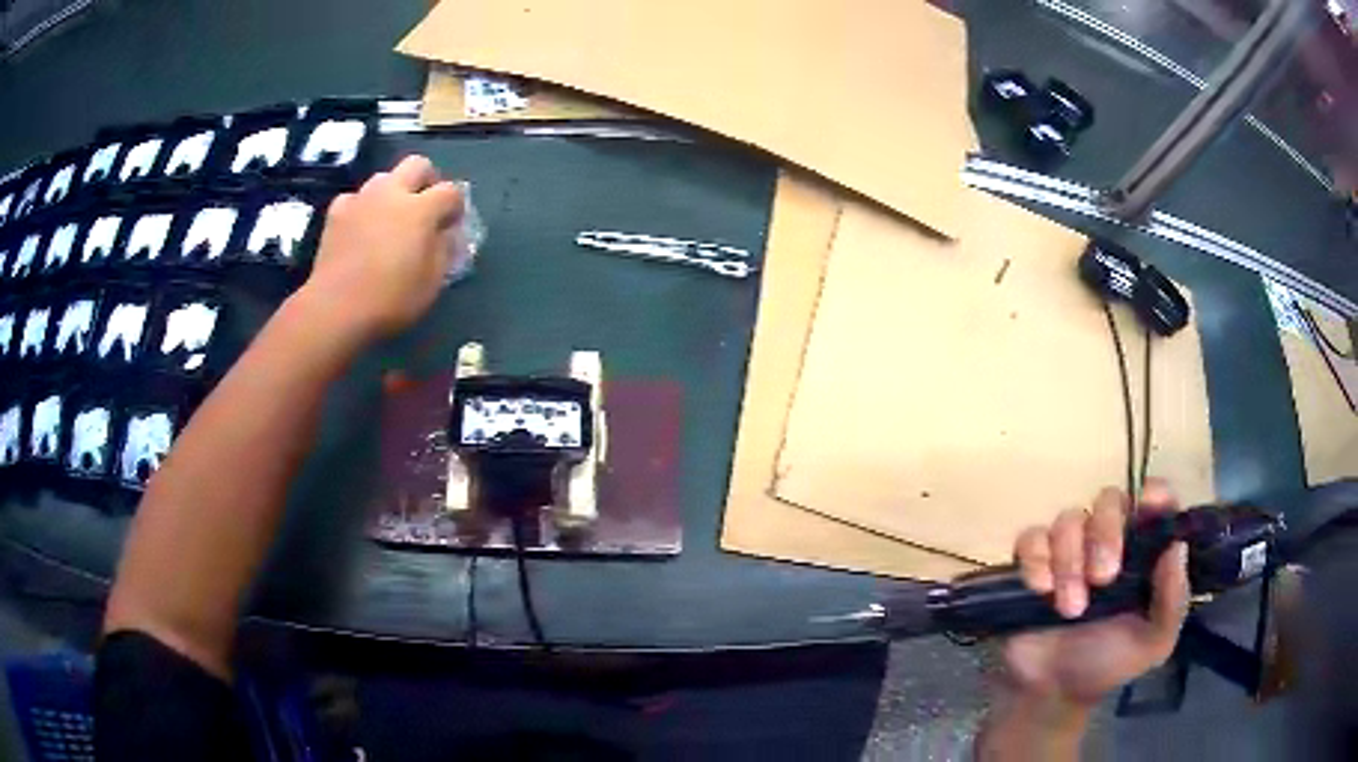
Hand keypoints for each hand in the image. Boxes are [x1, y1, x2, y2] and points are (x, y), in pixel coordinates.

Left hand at [297, 155, 463, 344]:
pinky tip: (361, 226)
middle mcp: (392, 193)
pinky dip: (362, 207)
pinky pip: (354, 198)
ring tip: (391, 216)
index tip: (453, 225)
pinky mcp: (336, 213)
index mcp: (421, 209)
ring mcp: (361, 199)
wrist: (335, 309)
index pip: (451, 191)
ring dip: (393, 191)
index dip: (456, 206)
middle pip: (418, 165)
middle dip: (427, 180)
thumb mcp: (432, 282)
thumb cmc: (390, 300)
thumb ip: (444, 250)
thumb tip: (447, 234)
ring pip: (384, 177)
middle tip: (426, 206)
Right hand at [1001, 480, 1190, 707]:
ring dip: (1069, 561)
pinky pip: (1031, 539)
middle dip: (1106, 533)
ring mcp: (1069, 549)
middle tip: (1103, 578)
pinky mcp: (1033, 563)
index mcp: (1142, 551)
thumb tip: (1177, 546)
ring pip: (1068, 519)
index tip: (1150, 504)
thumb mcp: (1153, 642)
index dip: (1154, 494)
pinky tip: (1040, 590)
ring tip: (1070, 608)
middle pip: (1108, 500)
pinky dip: (1036, 560)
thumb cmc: (1108, 663)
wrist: (1052, 692)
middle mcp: (1108, 540)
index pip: (1153, 502)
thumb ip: (1173, 601)